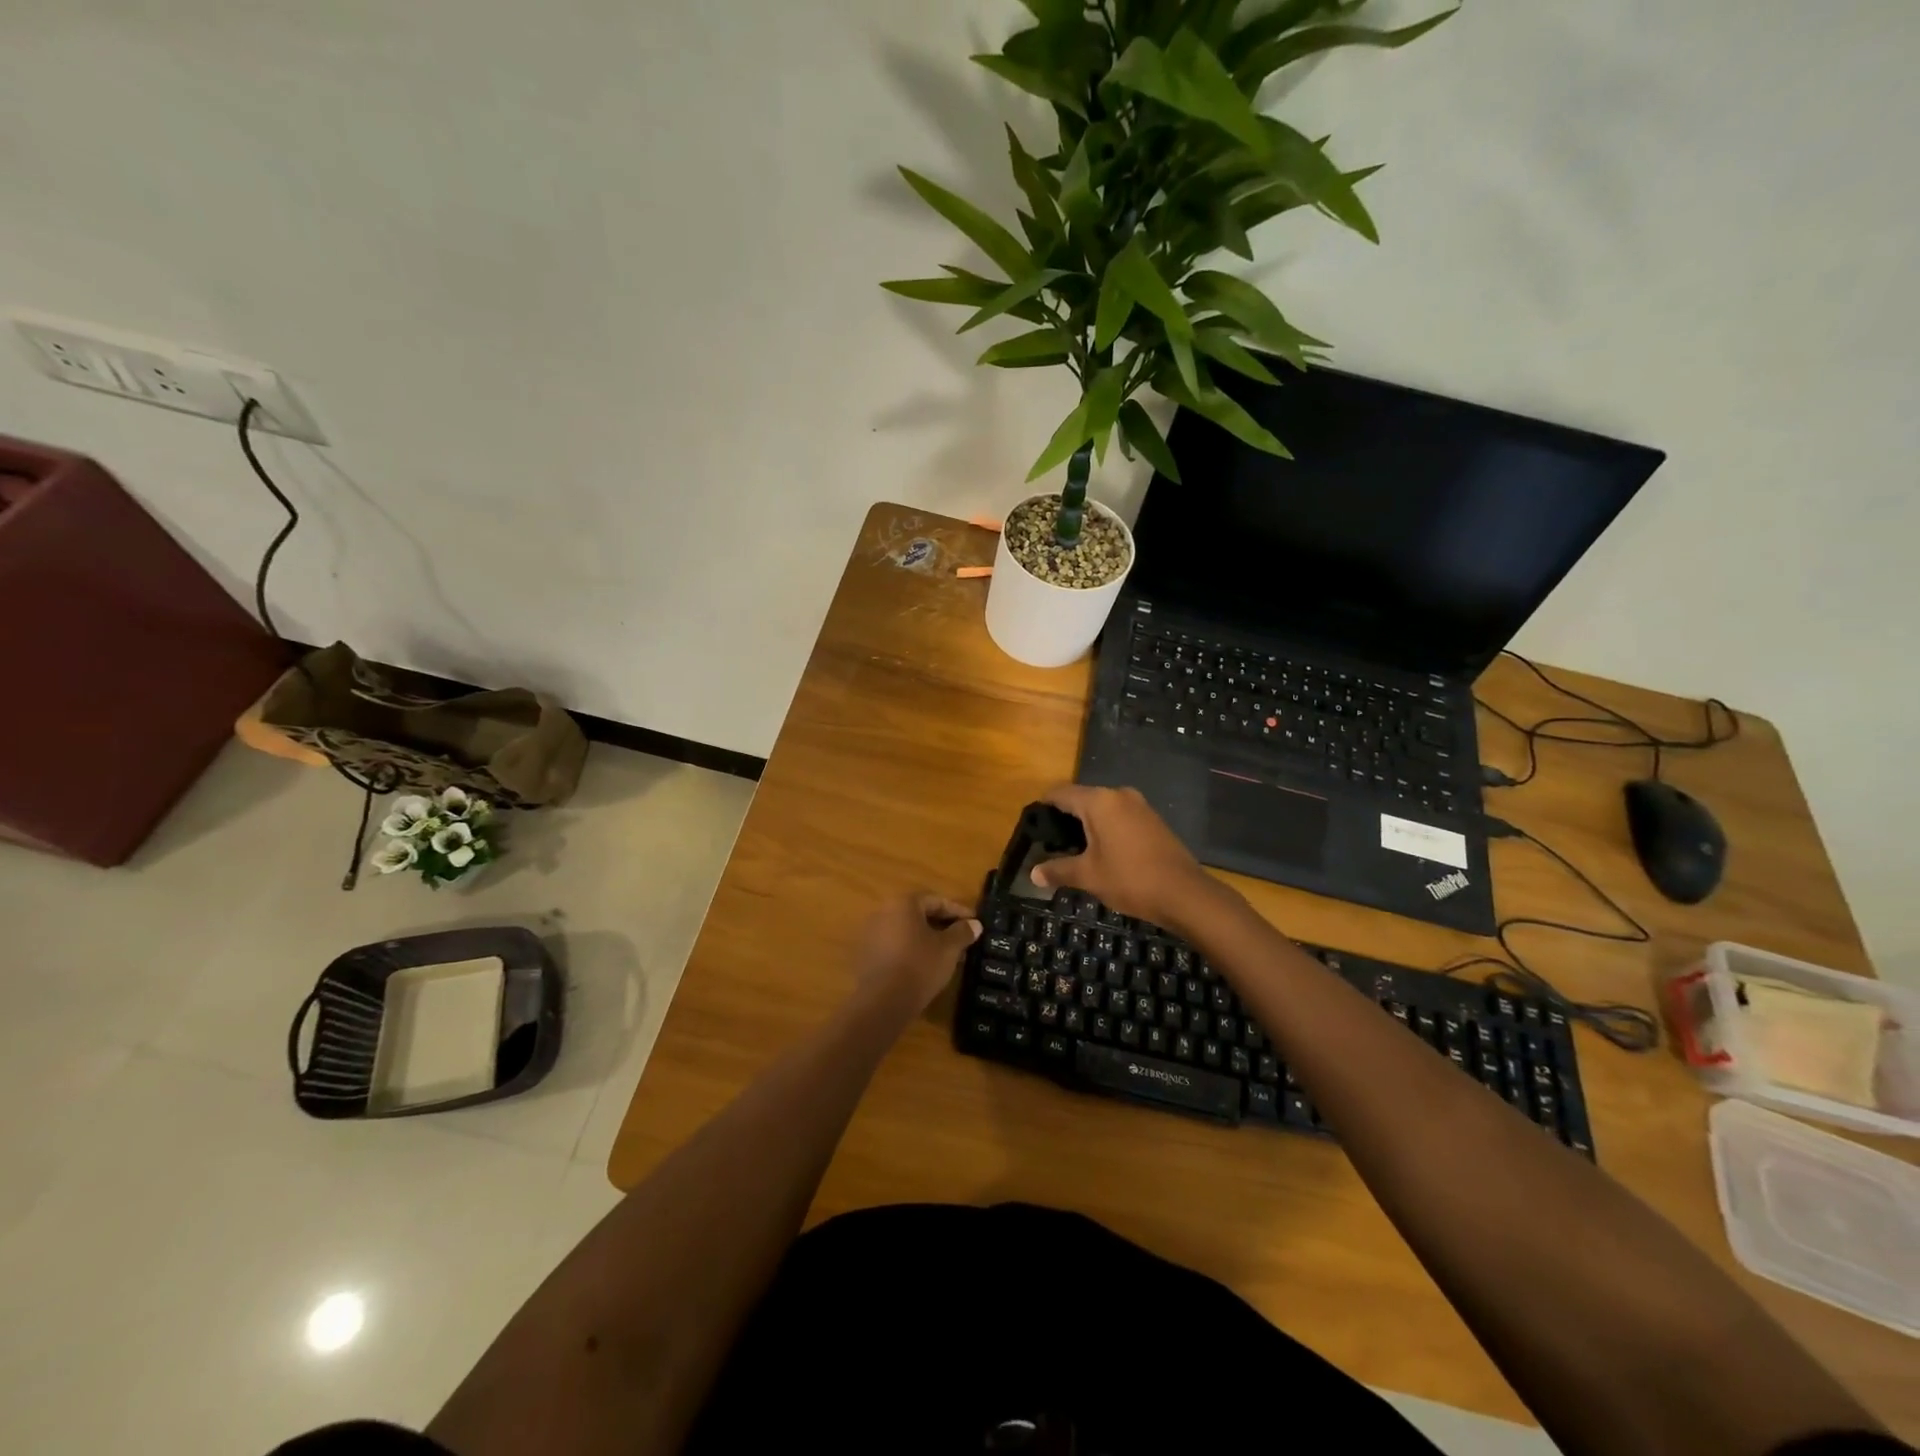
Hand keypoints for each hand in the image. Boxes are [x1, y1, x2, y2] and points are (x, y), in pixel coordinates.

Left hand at [854, 893, 980, 1012]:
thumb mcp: (949, 949)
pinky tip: (927, 967)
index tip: (974, 922)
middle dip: (943, 926)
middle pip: (919, 915)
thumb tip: (975, 924)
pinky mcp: (867, 956)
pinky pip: (896, 946)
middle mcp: (884, 912)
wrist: (882, 1002)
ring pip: (908, 932)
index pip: (936, 901)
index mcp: (903, 903)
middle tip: (963, 939)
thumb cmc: (920, 966)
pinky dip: (913, 951)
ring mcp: (872, 934)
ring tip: (948, 956)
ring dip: (928, 940)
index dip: (958, 911)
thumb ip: (962, 932)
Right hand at [1030, 784, 1217, 929]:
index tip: (1032, 825)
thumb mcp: (1088, 876)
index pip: (1061, 793)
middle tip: (1049, 842)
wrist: (1185, 893)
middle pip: (1082, 798)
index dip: (1044, 806)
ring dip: (1086, 824)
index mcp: (1099, 802)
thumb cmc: (1130, 879)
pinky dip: (1105, 828)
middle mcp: (1119, 795)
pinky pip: (1119, 816)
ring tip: (1072, 849)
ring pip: (1102, 808)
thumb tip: (1033, 874)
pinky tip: (1101, 851)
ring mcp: (1139, 806)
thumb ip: (1058, 870)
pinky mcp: (1152, 820)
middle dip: (1064, 818)